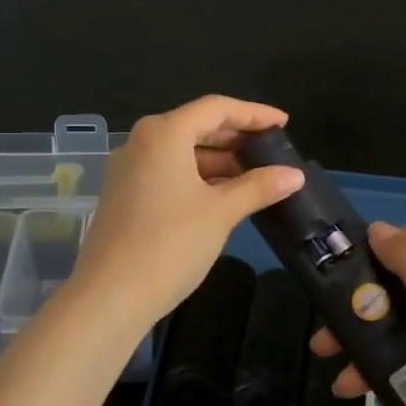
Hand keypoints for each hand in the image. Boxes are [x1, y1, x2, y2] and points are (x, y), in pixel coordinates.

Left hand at [69, 96, 303, 330]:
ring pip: (182, 151)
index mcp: (164, 133)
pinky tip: (224, 195)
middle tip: (272, 149)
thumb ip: (258, 187)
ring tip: (256, 175)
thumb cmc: (170, 244)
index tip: (283, 123)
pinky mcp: (125, 195)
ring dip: (219, 160)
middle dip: (236, 137)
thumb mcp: (221, 213)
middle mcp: (142, 142)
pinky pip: (169, 172)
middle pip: (197, 126)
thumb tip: (296, 175)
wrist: (110, 297)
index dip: (254, 113)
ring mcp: (129, 169)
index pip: (217, 108)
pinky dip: (198, 177)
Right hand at [313, 223, 405, 405]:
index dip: (368, 259)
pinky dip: (393, 371)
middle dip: (360, 315)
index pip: (405, 243)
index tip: (330, 282)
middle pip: (400, 291)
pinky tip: (364, 390)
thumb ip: (401, 254)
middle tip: (324, 341)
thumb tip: (377, 228)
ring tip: (340, 378)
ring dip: (370, 350)